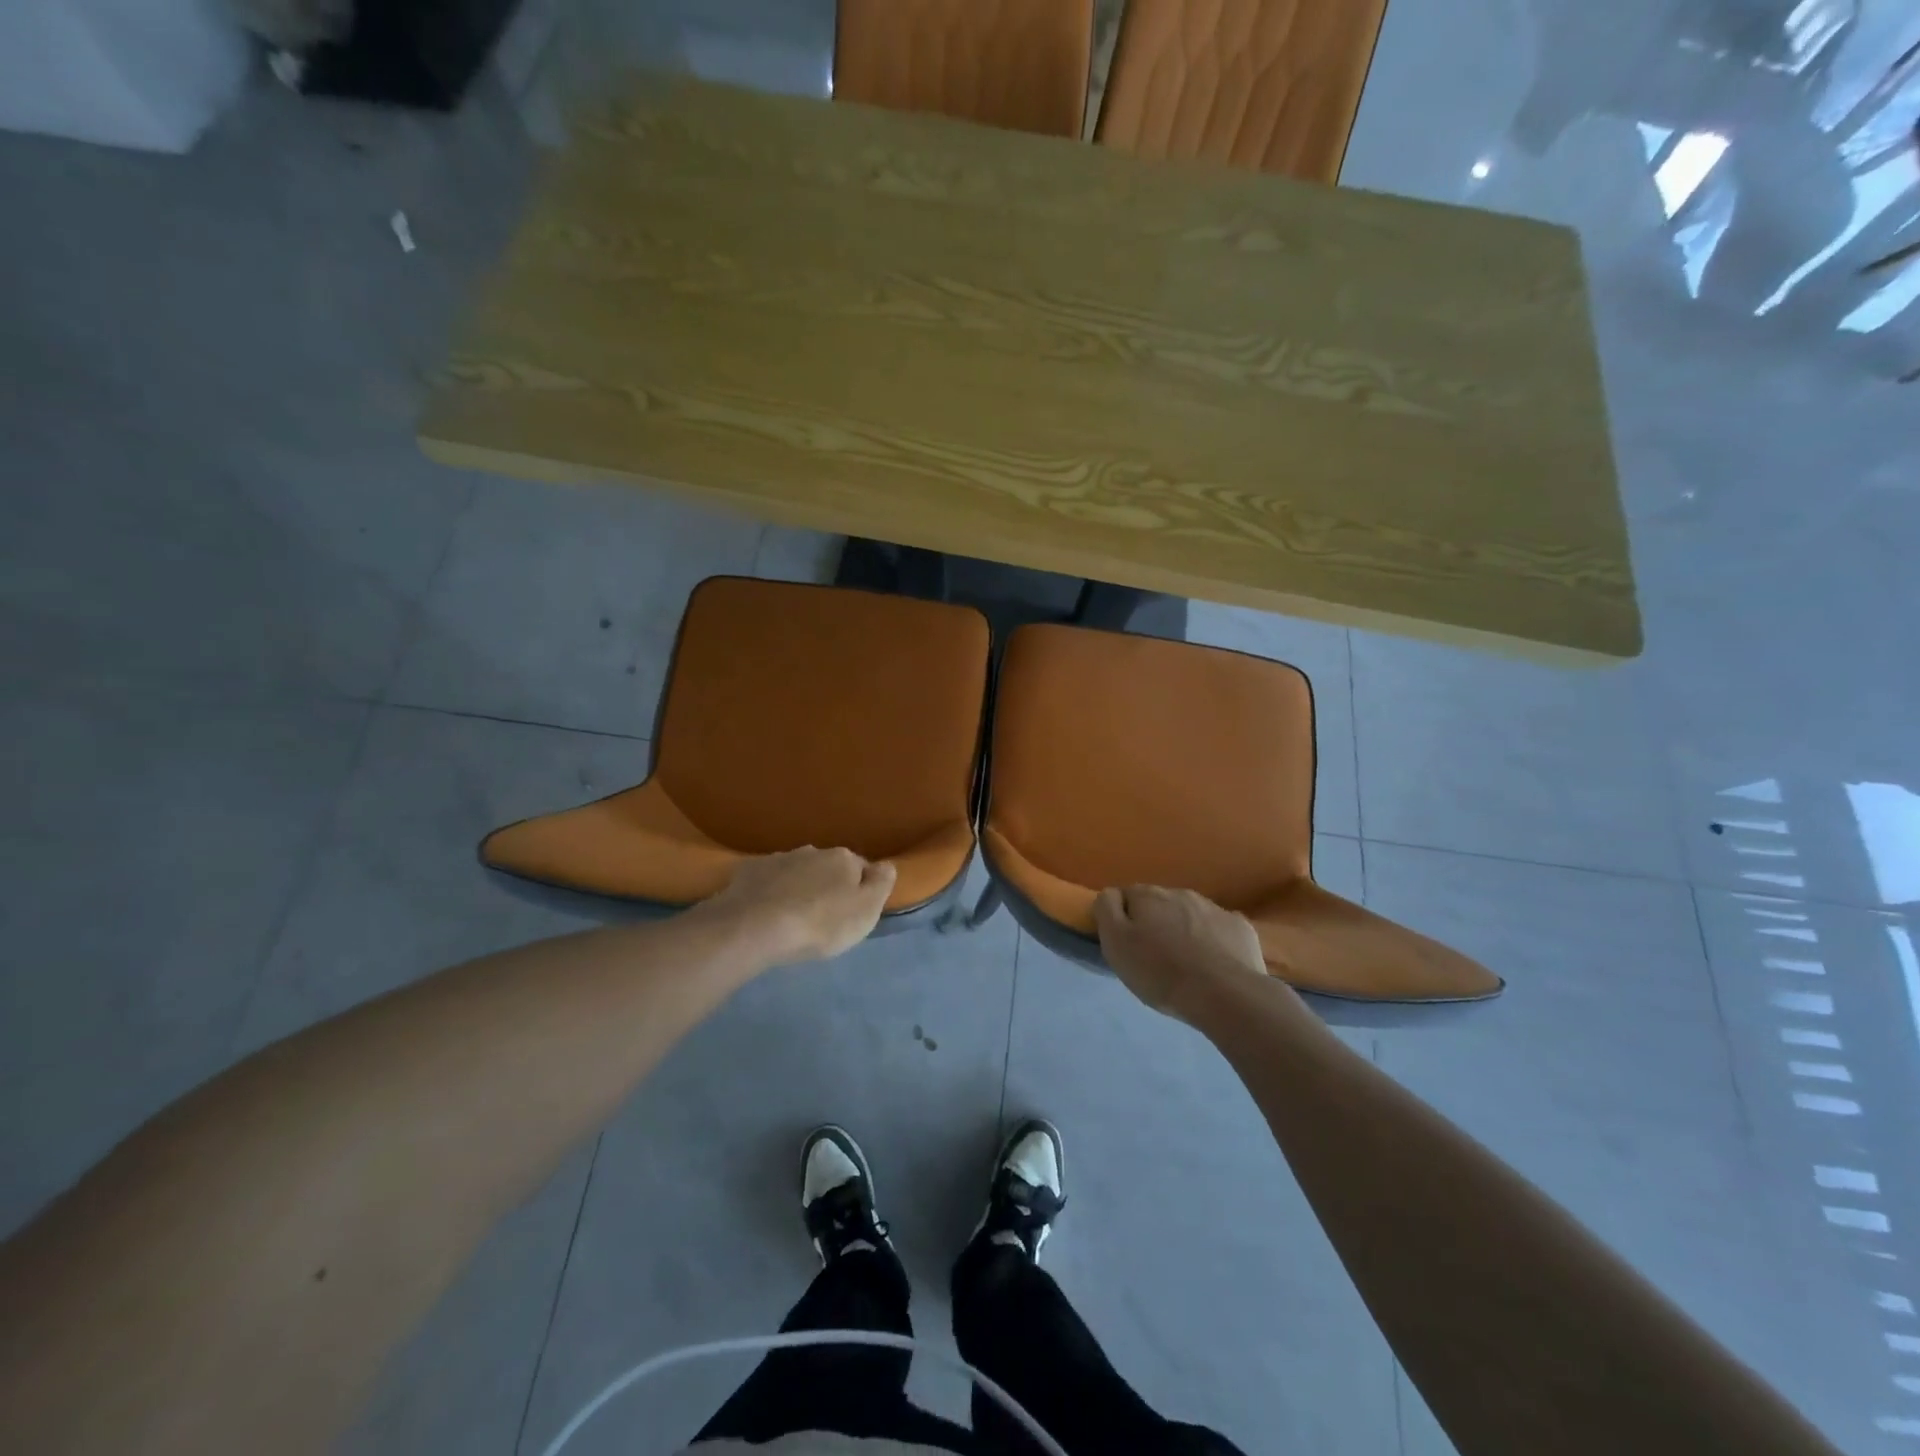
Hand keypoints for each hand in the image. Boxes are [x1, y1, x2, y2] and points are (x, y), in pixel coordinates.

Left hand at [701, 847, 896, 964]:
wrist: (754, 928)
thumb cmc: (820, 923)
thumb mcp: (866, 910)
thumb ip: (881, 884)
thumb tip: (886, 865)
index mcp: (843, 859)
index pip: (861, 869)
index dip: (860, 890)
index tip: (853, 913)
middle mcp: (812, 851)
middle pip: (827, 868)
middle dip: (827, 887)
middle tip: (823, 917)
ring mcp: (778, 859)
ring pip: (797, 872)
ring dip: (798, 888)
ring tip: (792, 917)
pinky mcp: (748, 872)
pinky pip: (767, 881)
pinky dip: (770, 892)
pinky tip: (765, 912)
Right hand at [1094, 886, 1271, 1024]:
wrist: (1224, 994)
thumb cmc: (1160, 971)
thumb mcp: (1115, 943)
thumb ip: (1107, 909)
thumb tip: (1111, 894)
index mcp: (1149, 895)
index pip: (1126, 896)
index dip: (1123, 919)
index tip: (1126, 944)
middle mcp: (1181, 893)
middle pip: (1160, 904)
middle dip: (1155, 922)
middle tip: (1154, 956)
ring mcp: (1214, 908)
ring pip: (1190, 914)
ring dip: (1184, 930)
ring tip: (1185, 963)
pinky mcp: (1240, 927)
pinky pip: (1219, 929)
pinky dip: (1213, 940)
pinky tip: (1214, 963)